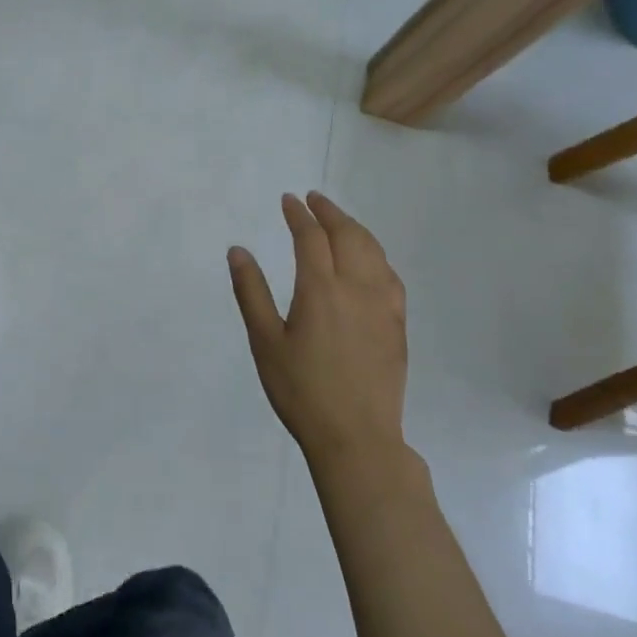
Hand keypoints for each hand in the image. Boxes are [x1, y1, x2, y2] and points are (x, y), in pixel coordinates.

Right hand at [228, 191, 407, 465]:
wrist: (356, 437)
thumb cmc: (301, 390)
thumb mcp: (265, 342)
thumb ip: (251, 292)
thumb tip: (238, 251)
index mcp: (321, 289)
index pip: (311, 237)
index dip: (299, 214)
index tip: (289, 200)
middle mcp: (357, 288)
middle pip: (348, 235)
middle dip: (329, 212)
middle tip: (313, 199)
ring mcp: (383, 305)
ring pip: (374, 251)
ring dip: (355, 228)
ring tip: (339, 221)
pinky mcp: (398, 324)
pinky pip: (390, 276)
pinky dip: (377, 255)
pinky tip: (371, 261)